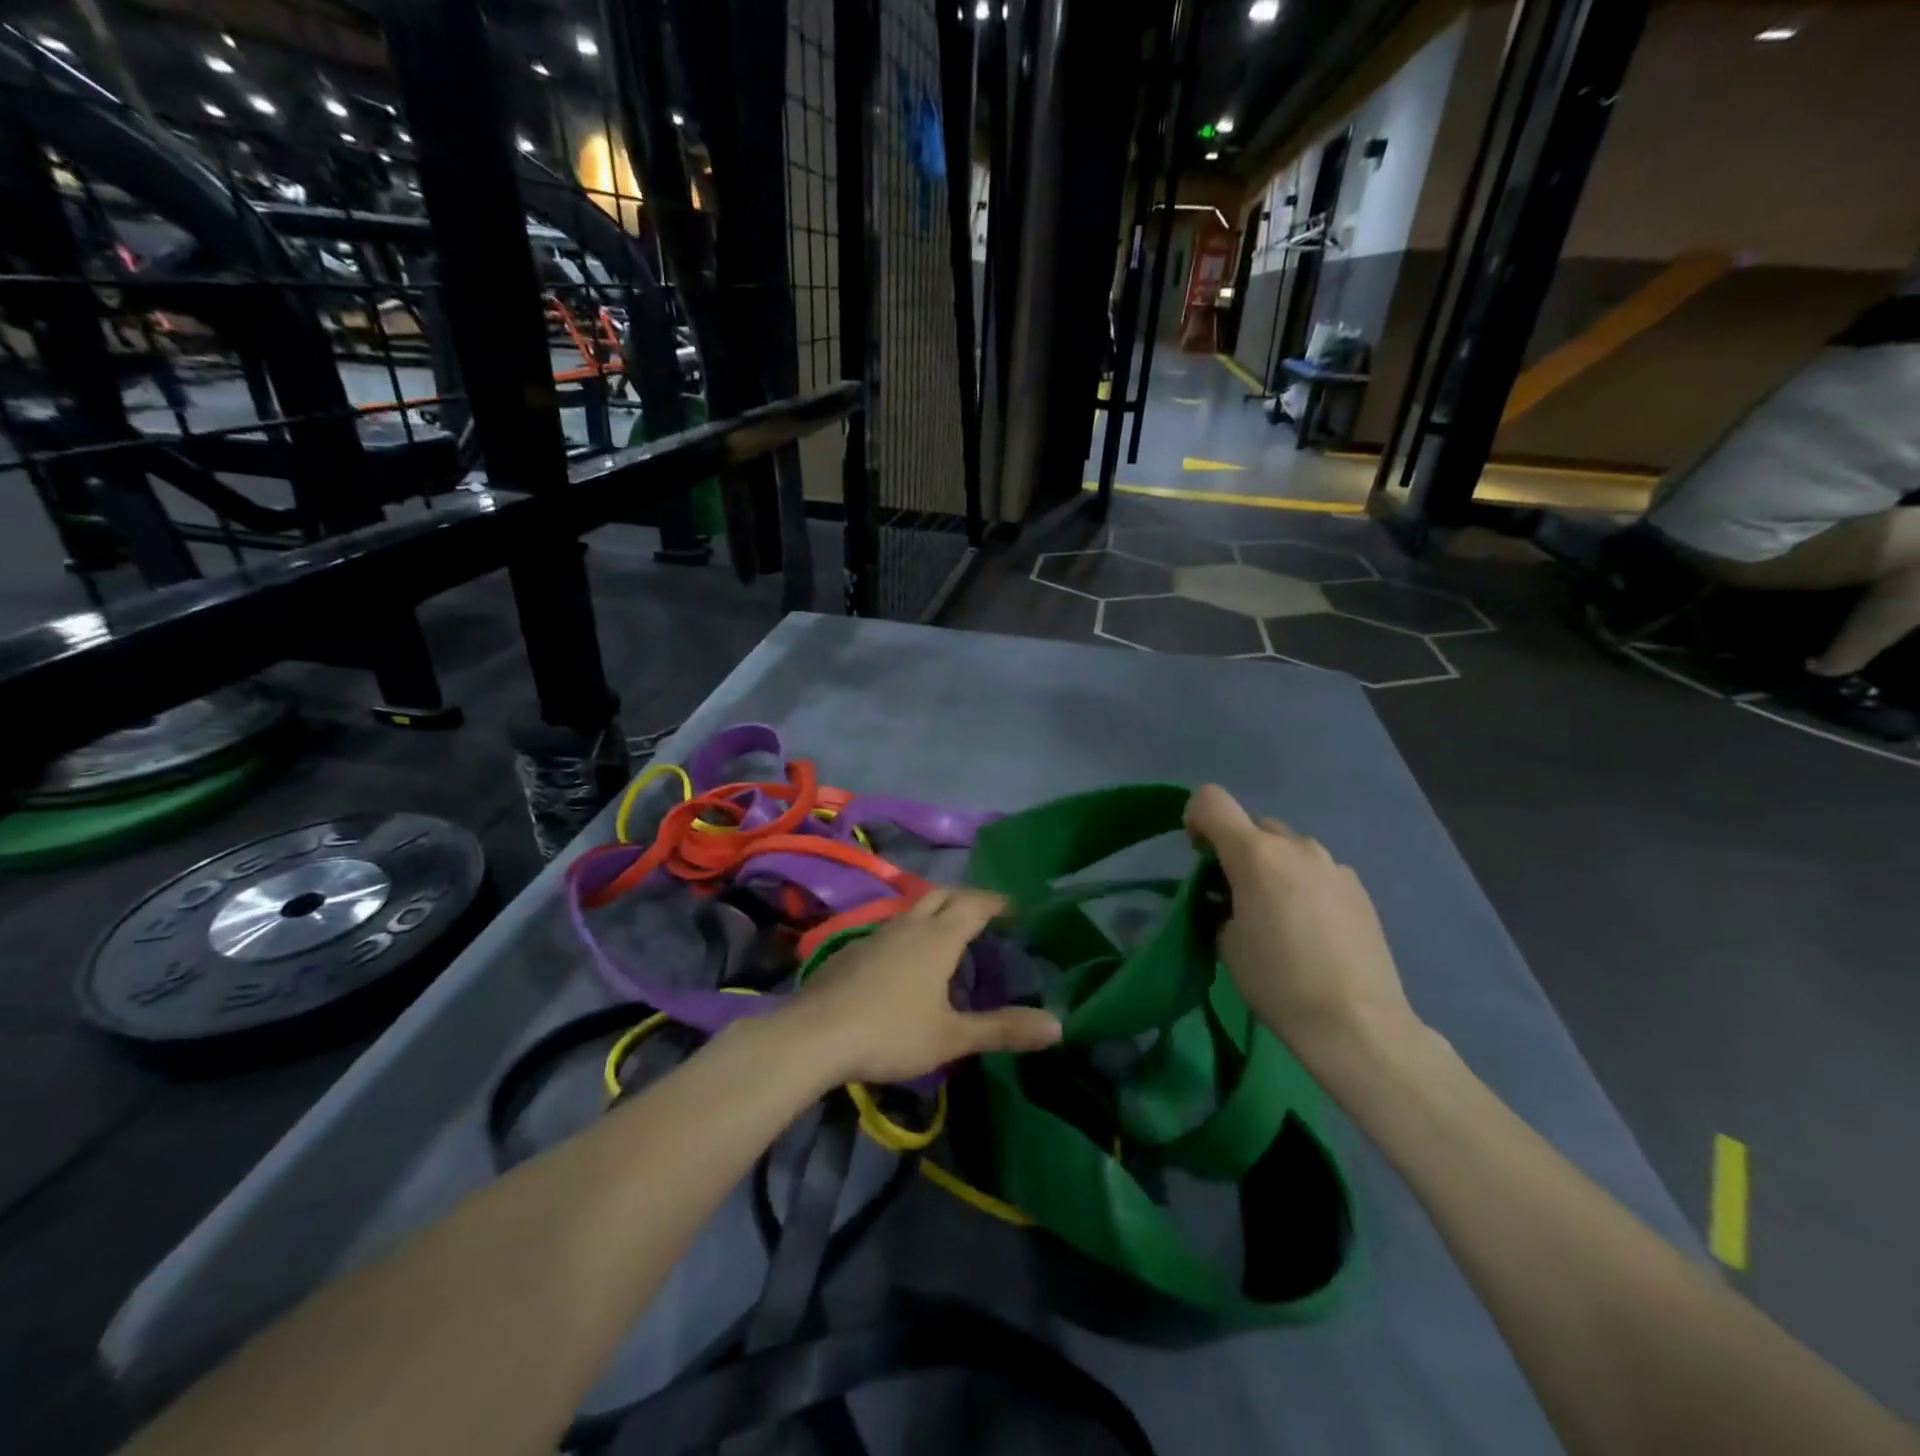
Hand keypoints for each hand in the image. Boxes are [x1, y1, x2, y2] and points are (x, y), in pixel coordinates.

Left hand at [774, 889, 1061, 1087]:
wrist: (815, 1034)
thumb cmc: (891, 1032)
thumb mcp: (951, 1037)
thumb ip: (1002, 1029)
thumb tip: (1057, 1025)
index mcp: (939, 937)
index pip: (975, 904)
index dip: (997, 902)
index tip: (1014, 906)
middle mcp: (909, 925)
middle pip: (943, 895)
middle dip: (966, 897)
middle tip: (984, 912)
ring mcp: (877, 933)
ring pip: (913, 909)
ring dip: (935, 911)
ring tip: (948, 932)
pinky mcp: (852, 948)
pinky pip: (891, 928)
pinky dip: (909, 931)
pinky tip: (904, 959)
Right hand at [1184, 784, 1418, 1064]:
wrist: (1356, 1022)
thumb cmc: (1277, 981)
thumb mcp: (1226, 942)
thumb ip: (1219, 902)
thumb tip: (1228, 895)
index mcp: (1255, 854)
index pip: (1210, 800)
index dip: (1195, 818)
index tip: (1198, 855)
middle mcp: (1295, 846)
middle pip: (1252, 825)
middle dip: (1237, 849)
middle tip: (1235, 894)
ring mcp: (1332, 864)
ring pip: (1288, 848)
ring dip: (1273, 866)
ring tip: (1277, 915)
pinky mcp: (1357, 887)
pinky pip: (1316, 870)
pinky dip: (1302, 884)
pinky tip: (1311, 928)